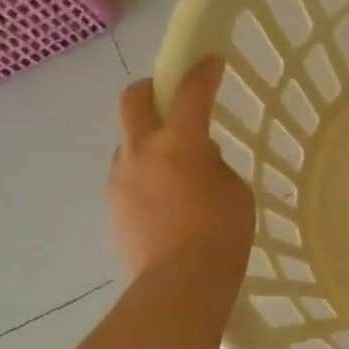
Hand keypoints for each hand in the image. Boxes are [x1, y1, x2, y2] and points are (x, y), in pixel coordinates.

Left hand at [110, 57, 255, 286]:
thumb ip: (214, 165)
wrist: (178, 287)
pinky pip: (129, 179)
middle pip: (134, 100)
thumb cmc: (220, 235)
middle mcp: (141, 153)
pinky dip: (145, 178)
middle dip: (153, 89)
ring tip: (175, 169)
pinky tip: (166, 203)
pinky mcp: (113, 209)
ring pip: (128, 143)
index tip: (212, 61)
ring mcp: (120, 181)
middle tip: (171, 97)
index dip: (203, 72)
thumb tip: (197, 159)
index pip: (191, 92)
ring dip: (149, 142)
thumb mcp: (235, 191)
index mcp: (178, 143)